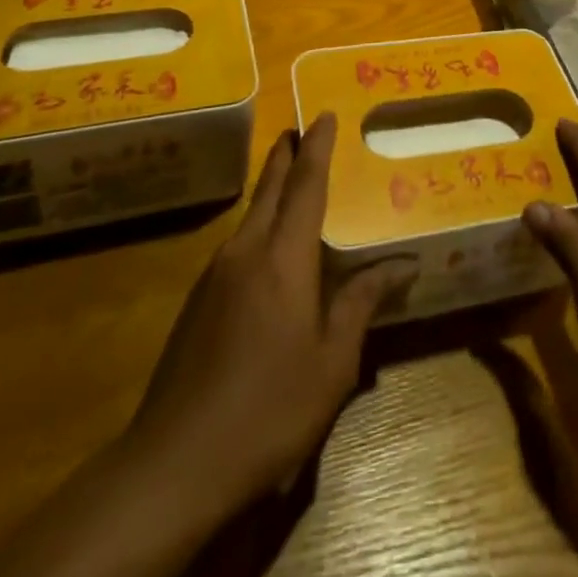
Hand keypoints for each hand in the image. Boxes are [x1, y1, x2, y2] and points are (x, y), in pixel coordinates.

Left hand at [124, 114, 415, 509]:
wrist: (175, 462)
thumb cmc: (269, 409)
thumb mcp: (332, 363)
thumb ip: (362, 304)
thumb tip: (402, 265)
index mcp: (284, 258)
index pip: (305, 186)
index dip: (316, 147)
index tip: (322, 114)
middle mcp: (246, 252)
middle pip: (269, 188)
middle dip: (285, 155)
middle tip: (299, 127)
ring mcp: (215, 275)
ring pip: (250, 214)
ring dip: (271, 188)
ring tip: (291, 179)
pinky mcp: (198, 301)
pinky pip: (237, 244)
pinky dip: (259, 225)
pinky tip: (270, 250)